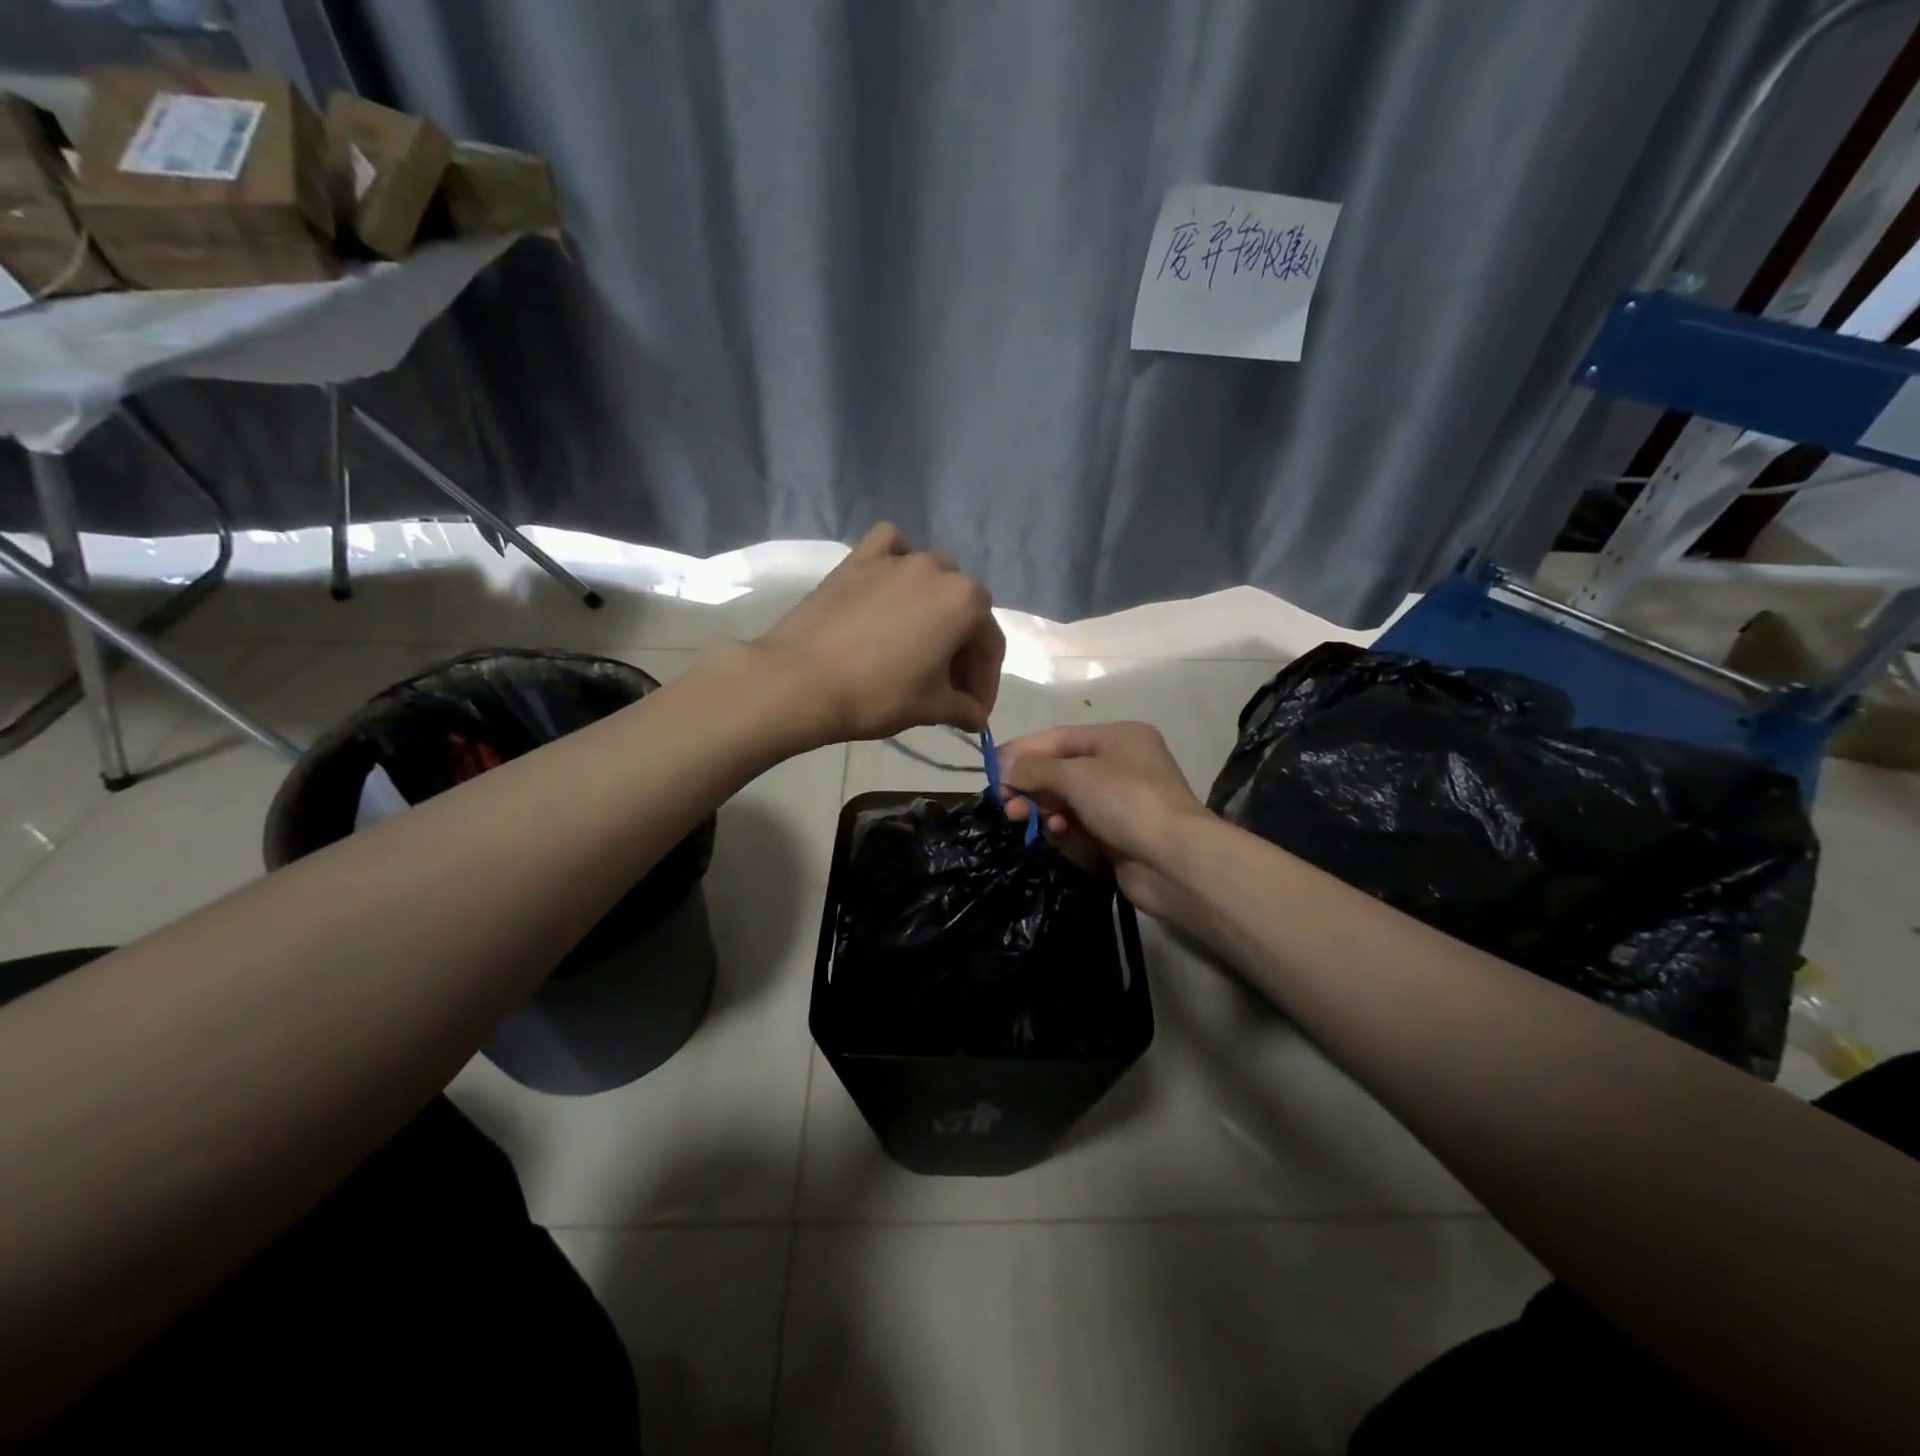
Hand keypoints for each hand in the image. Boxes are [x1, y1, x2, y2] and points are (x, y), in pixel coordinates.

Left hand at [753, 524, 1003, 742]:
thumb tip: (976, 717)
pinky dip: (897, 562)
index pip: (990, 646)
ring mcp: (896, 559)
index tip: (973, 713)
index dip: (985, 683)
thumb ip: (963, 709)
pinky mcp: (857, 559)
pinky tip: (891, 585)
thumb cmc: (878, 694)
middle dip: (962, 650)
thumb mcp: (931, 708)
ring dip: (935, 609)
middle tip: (947, 687)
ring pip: (932, 577)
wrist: (801, 681)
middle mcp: (938, 569)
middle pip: (964, 611)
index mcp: (967, 602)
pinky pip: (890, 547)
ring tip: (919, 644)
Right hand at [998, 722, 1208, 920]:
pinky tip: (1057, 833)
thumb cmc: (1126, 801)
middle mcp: (1122, 763)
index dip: (1024, 751)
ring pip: (1068, 798)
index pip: (1060, 737)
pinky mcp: (1119, 833)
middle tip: (1005, 801)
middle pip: (1062, 768)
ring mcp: (1122, 800)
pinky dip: (1063, 825)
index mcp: (1118, 737)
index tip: (992, 768)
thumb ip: (1035, 769)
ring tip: (1020, 817)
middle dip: (1031, 783)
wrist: (1174, 860)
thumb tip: (1005, 768)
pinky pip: (1080, 822)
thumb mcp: (1075, 775)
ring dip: (1043, 806)